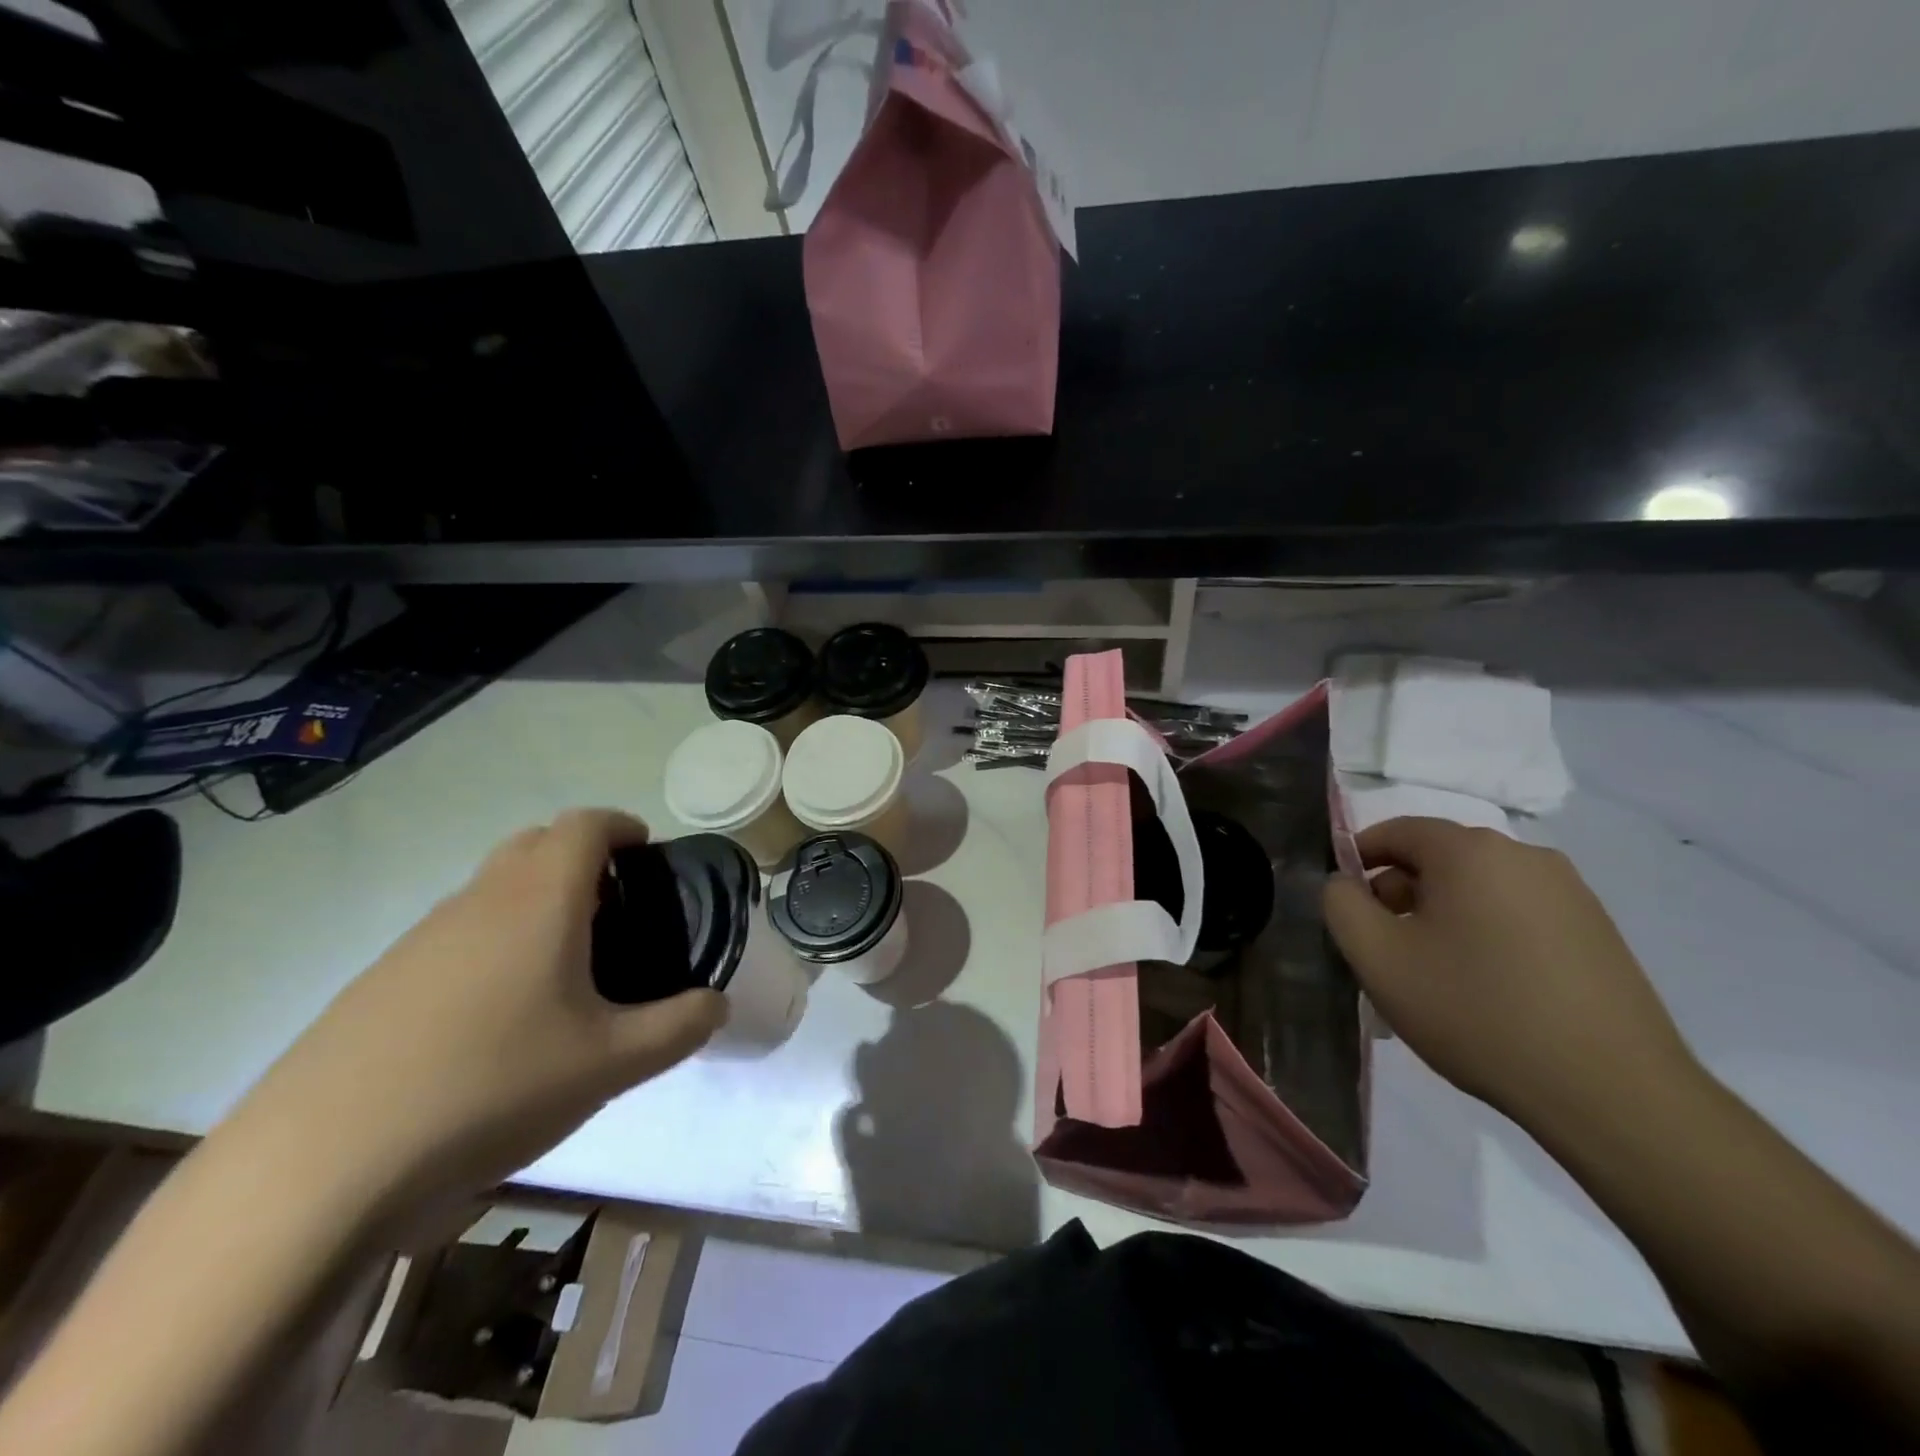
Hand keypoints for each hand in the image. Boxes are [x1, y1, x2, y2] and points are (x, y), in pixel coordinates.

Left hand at [224, 809, 724, 1214]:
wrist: (318, 1168)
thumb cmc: (491, 1087)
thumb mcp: (611, 1065)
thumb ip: (680, 1027)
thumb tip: (716, 1004)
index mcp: (538, 899)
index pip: (584, 824)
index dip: (622, 826)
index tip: (647, 856)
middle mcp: (477, 900)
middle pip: (534, 843)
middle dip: (581, 858)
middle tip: (614, 911)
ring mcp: (418, 939)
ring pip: (491, 889)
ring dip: (534, 902)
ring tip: (562, 970)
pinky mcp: (378, 982)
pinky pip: (453, 935)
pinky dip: (490, 944)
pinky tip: (494, 1019)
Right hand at [1322, 817, 1698, 1136]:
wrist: (1611, 1093)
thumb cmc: (1476, 1011)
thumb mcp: (1377, 957)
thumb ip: (1340, 904)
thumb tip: (1345, 884)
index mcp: (1470, 850)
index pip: (1395, 831)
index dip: (1358, 860)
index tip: (1345, 906)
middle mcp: (1524, 855)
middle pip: (1438, 858)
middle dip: (1401, 894)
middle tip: (1386, 949)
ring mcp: (1571, 892)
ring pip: (1478, 888)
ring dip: (1443, 917)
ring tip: (1434, 976)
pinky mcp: (1598, 932)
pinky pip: (1518, 915)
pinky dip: (1487, 935)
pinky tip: (1487, 989)